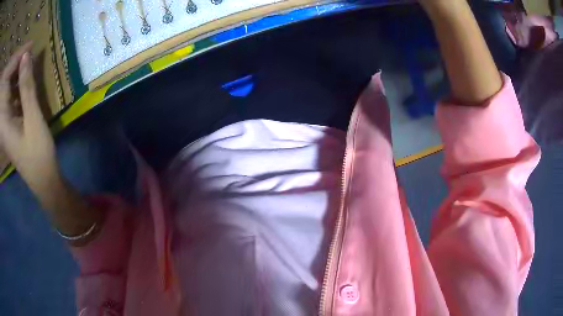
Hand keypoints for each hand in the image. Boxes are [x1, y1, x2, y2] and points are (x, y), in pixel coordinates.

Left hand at [0, 43, 60, 192]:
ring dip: (18, 69)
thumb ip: (26, 87)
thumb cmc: (38, 155)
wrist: (43, 179)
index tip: (27, 47)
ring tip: (29, 56)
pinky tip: (26, 73)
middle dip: (16, 63)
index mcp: (3, 121)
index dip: (14, 63)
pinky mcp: (10, 118)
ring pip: (9, 86)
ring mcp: (6, 118)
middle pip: (7, 84)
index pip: (6, 85)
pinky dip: (18, 80)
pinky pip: (12, 92)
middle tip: (29, 48)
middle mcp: (3, 118)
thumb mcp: (33, 119)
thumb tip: (26, 55)